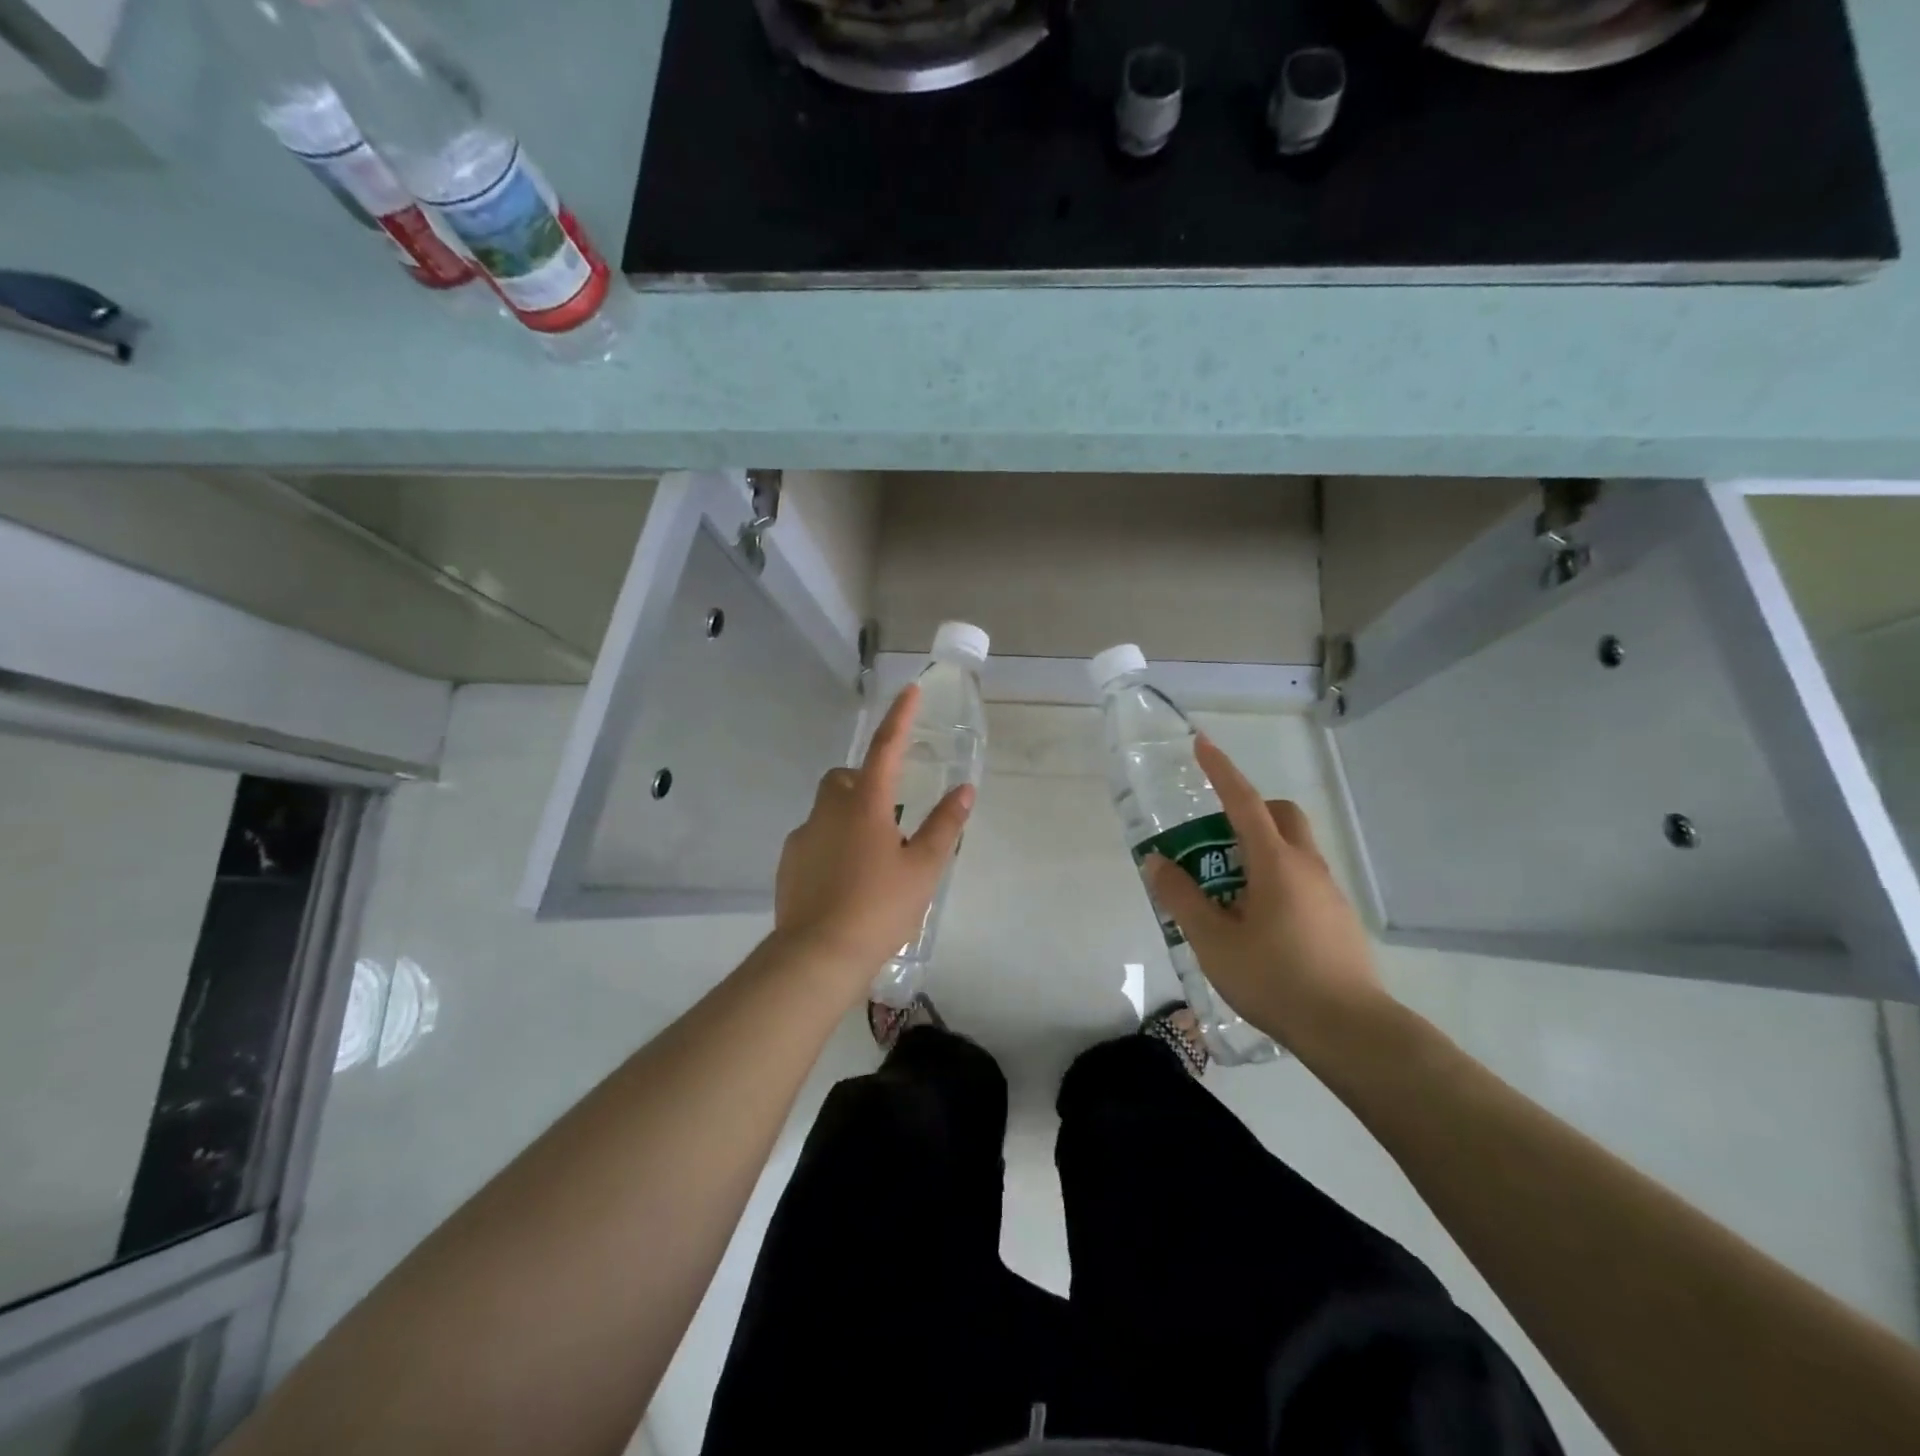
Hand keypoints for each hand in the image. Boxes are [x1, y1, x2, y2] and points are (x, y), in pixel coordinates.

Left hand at [773, 683, 974, 984]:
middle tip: (890, 814)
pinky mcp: (788, 863)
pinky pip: (813, 838)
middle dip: (865, 781)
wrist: (818, 955)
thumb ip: (945, 825)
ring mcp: (803, 836)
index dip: (900, 717)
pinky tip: (846, 879)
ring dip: (848, 815)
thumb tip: (964, 790)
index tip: (909, 690)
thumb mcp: (924, 868)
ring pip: (827, 809)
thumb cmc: (879, 907)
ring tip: (872, 856)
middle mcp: (828, 810)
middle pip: (845, 777)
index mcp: (865, 803)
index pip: (885, 747)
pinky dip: (831, 844)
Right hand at [1143, 735, 1386, 1060]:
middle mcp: (1307, 866)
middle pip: (1280, 814)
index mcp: (1275, 863)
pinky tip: (1259, 923)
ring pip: (1293, 848)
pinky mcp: (1338, 917)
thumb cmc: (1275, 979)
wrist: (1350, 1030)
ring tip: (1228, 893)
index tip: (1202, 743)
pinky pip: (1302, 877)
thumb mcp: (1213, 941)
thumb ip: (1182, 898)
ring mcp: (1329, 891)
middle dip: (1248, 810)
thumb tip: (1157, 862)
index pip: (1244, 801)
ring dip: (1259, 849)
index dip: (1221, 770)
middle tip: (1215, 840)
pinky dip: (1276, 878)